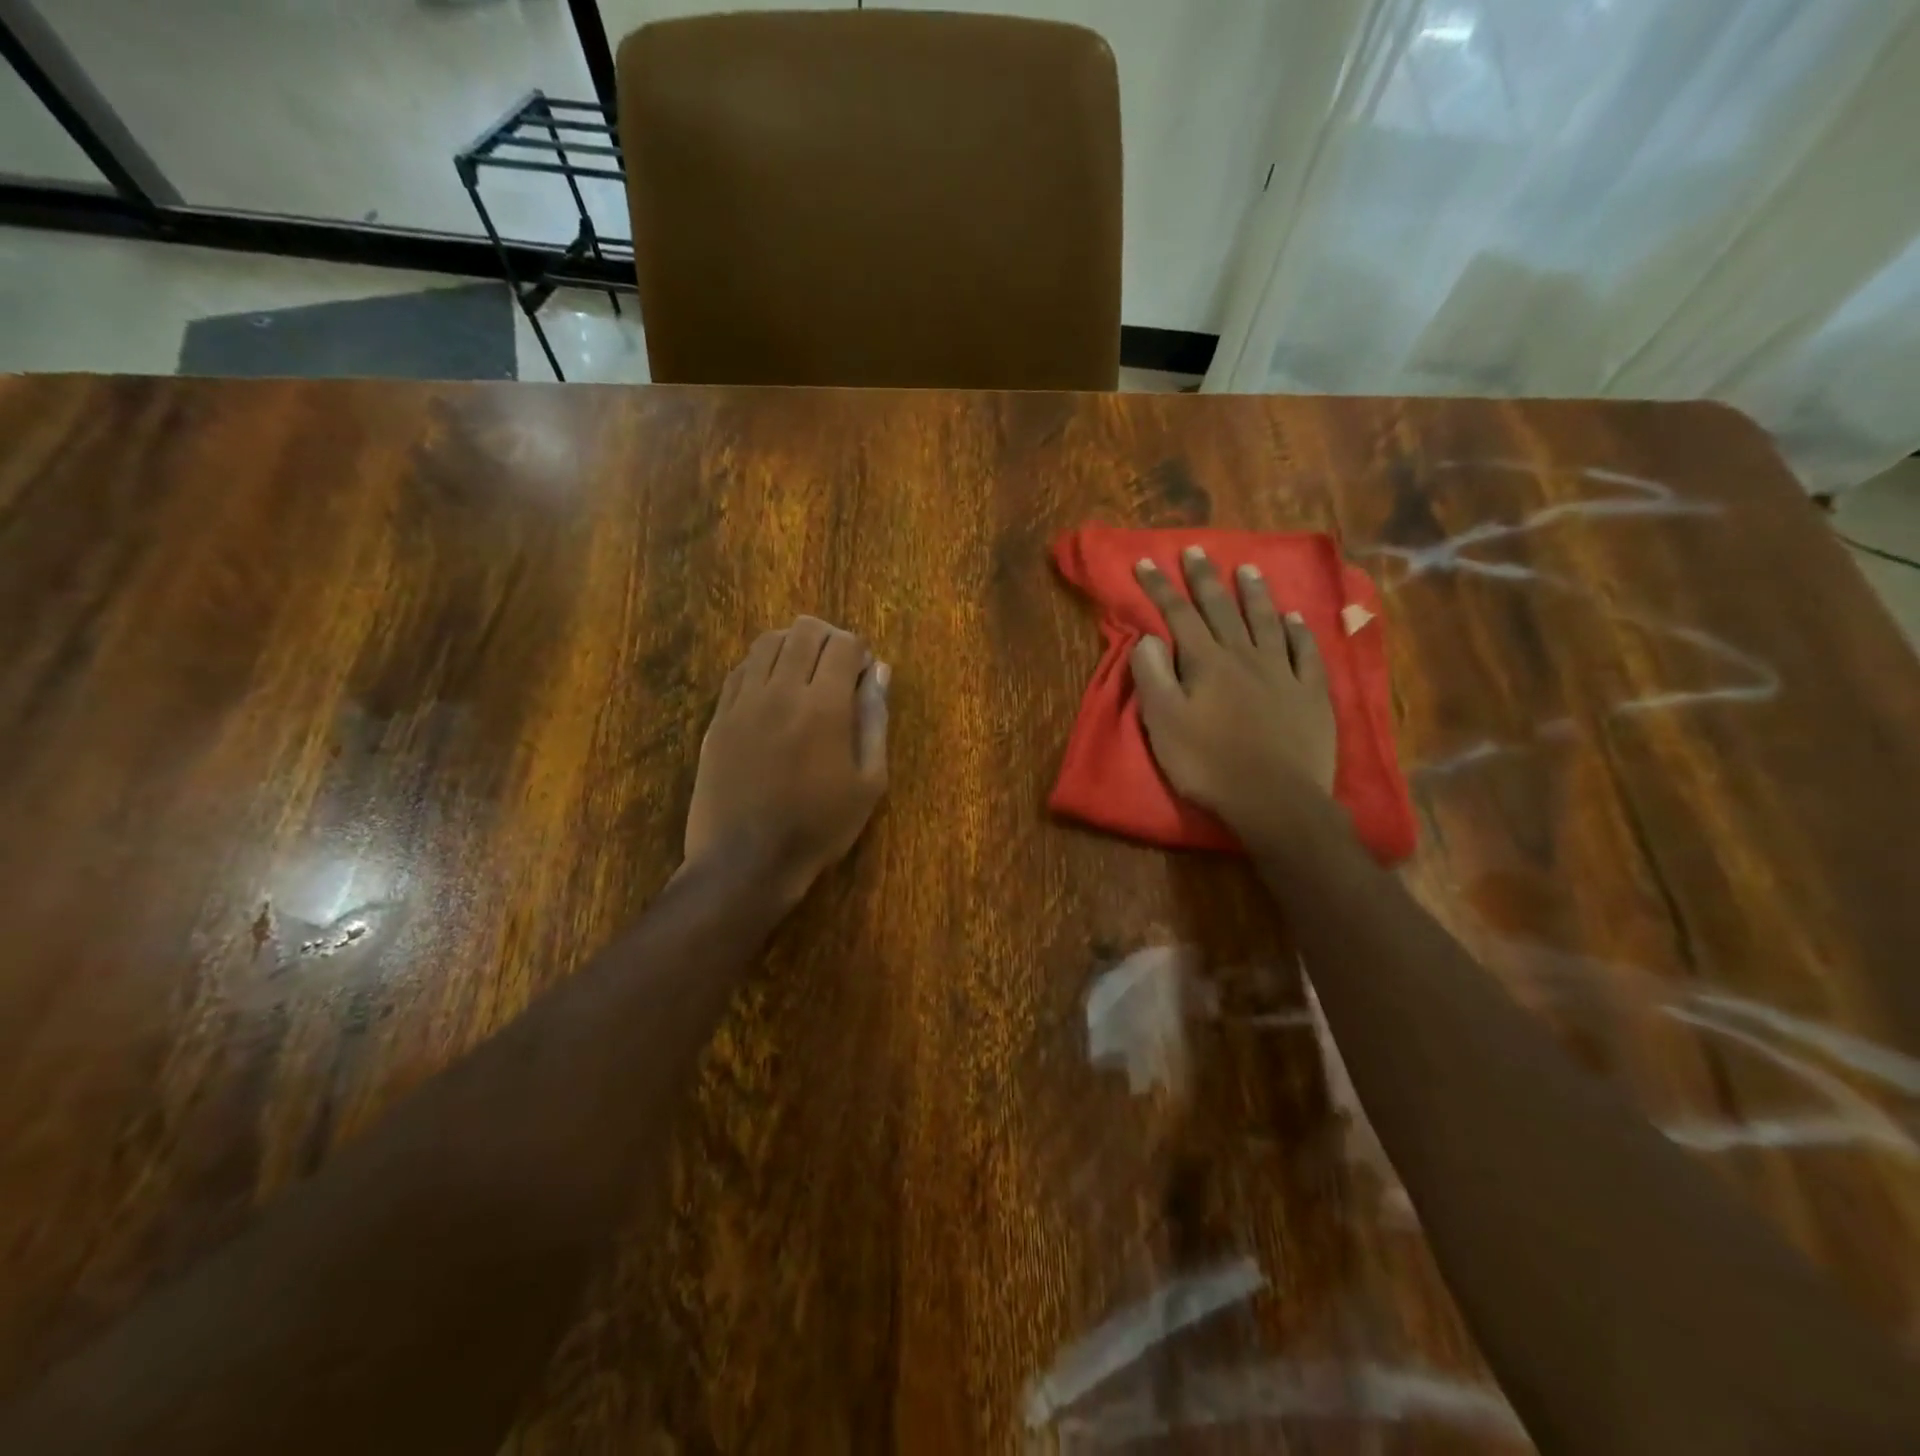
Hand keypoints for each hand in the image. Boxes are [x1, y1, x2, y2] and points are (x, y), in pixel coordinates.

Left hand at [684, 616, 889, 907]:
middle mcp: (781, 690)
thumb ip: (875, 720)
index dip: (859, 651)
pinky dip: (763, 666)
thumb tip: (879, 672)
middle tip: (837, 669)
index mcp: (824, 706)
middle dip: (829, 639)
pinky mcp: (718, 717)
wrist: (745, 861)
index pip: (843, 644)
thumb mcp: (869, 782)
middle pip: (804, 631)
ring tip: (805, 676)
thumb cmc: (818, 828)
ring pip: (767, 642)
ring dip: (793, 646)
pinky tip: (773, 693)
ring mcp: (743, 702)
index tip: (863, 675)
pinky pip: (741, 670)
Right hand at [1131, 547, 1337, 845]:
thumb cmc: (1208, 764)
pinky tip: (1294, 618)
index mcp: (1205, 663)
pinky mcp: (1310, 693)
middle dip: (1205, 578)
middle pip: (1221, 609)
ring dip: (1254, 594)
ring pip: (1266, 621)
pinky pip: (1305, 651)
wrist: (1275, 800)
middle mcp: (1244, 656)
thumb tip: (1148, 637)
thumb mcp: (1163, 723)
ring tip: (1248, 569)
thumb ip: (1153, 676)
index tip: (1147, 561)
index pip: (1178, 615)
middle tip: (1196, 550)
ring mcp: (1282, 672)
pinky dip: (1298, 630)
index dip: (1160, 587)